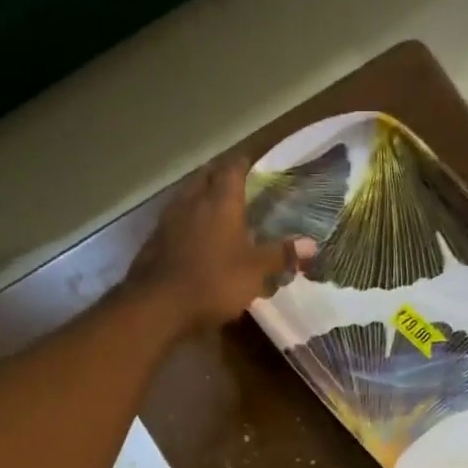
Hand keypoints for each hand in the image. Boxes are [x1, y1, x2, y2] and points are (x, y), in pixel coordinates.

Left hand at [127, 154, 316, 331]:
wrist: (158, 305)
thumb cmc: (214, 282)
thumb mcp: (255, 271)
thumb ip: (281, 254)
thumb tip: (313, 244)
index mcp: (220, 201)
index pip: (233, 168)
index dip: (244, 163)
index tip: (254, 162)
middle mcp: (193, 200)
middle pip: (206, 177)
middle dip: (220, 176)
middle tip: (236, 182)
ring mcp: (169, 219)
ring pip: (188, 195)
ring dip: (201, 196)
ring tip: (215, 206)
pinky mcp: (154, 239)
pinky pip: (175, 219)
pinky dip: (187, 220)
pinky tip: (193, 235)